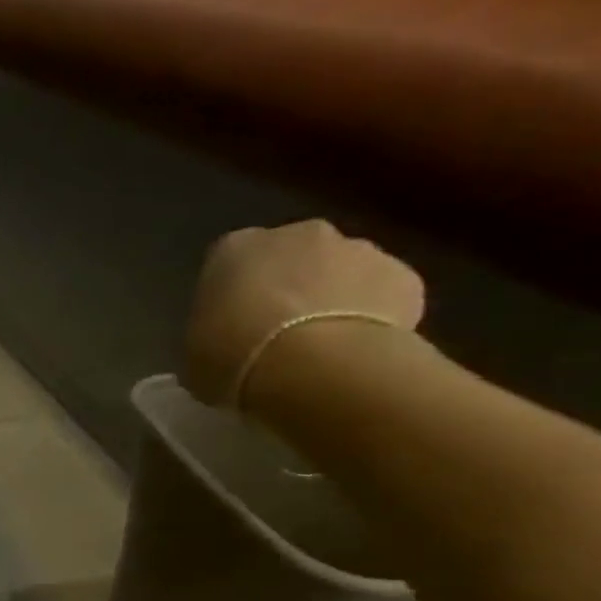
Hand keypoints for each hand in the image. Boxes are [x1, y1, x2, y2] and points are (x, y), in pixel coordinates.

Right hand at [184, 220, 425, 407]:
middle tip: (277, 333)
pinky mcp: (404, 275)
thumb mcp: (197, 354)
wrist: (314, 365)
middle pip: (291, 257)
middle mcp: (297, 234)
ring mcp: (358, 248)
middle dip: (287, 286)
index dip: (231, 294)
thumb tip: (228, 340)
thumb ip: (213, 334)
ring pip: (341, 271)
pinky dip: (371, 316)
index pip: (227, 263)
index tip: (231, 324)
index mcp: (234, 249)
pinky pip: (381, 295)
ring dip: (331, 298)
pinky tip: (355, 351)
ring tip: (320, 347)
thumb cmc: (233, 357)